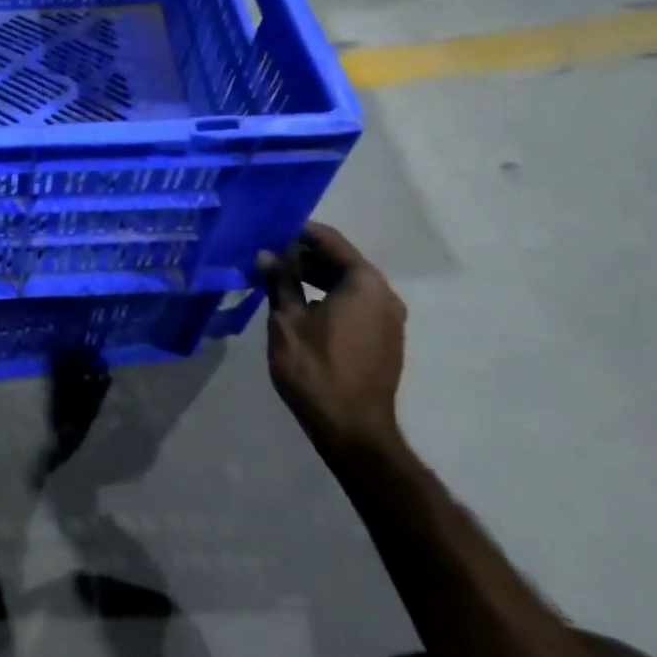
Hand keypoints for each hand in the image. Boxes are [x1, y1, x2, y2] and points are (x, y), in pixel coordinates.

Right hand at [255, 223, 406, 456]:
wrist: (352, 428)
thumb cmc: (315, 368)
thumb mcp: (286, 320)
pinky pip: (355, 305)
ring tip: (279, 279)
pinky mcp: (384, 340)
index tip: (271, 228)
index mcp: (364, 283)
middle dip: (306, 256)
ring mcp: (389, 320)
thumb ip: (279, 282)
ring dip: (316, 278)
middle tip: (269, 254)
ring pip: (348, 285)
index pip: (331, 241)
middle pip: (343, 262)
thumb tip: (267, 254)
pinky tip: (301, 306)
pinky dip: (329, 298)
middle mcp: (385, 295)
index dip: (300, 232)